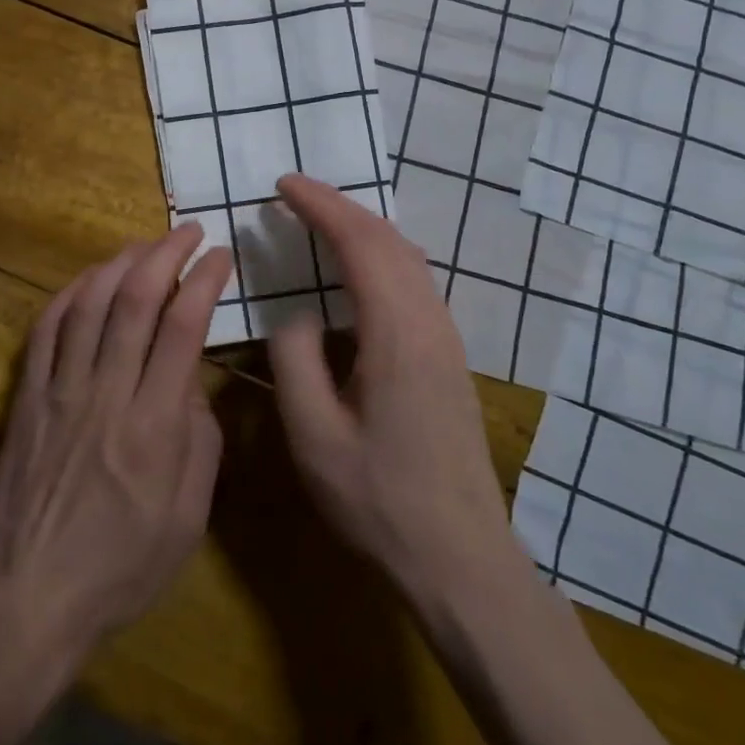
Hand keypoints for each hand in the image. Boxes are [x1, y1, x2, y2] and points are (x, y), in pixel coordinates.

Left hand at [0, 224, 232, 666]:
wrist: (26, 597)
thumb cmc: (119, 569)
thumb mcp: (187, 521)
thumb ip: (200, 443)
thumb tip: (191, 385)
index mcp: (153, 425)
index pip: (182, 327)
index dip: (204, 281)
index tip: (221, 256)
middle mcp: (106, 393)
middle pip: (136, 301)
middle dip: (166, 254)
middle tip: (189, 231)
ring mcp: (60, 390)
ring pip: (90, 304)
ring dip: (120, 263)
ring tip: (144, 244)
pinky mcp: (28, 397)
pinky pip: (45, 330)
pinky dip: (69, 294)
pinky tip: (88, 279)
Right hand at [266, 174, 514, 609]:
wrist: (461, 559)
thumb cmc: (379, 501)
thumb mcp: (313, 434)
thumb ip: (295, 359)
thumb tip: (297, 314)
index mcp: (397, 333)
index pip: (360, 243)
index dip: (321, 206)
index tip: (283, 185)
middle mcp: (430, 322)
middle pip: (389, 240)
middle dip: (341, 206)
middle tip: (294, 195)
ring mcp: (446, 339)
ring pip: (407, 258)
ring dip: (363, 228)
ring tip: (320, 220)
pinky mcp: (448, 357)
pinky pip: (414, 281)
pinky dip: (379, 255)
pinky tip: (357, 269)